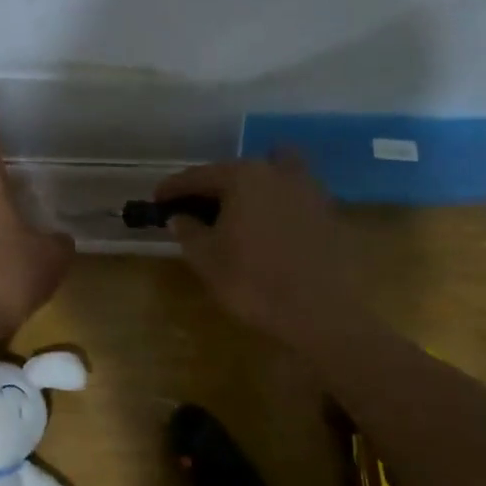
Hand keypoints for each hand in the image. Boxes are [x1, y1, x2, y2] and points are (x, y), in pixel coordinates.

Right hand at [155, 156, 359, 349]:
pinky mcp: (328, 213)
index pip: (199, 176)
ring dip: (252, 188)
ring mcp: (308, 190)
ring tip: (237, 214)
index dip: (174, 188)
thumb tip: (179, 217)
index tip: (158, 200)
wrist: (321, 313)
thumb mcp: (207, 259)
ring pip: (272, 175)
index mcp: (243, 177)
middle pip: (237, 171)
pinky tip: (267, 230)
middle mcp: (277, 172)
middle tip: (196, 209)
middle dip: (214, 186)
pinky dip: (276, 205)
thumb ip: (189, 231)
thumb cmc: (254, 282)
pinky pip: (292, 198)